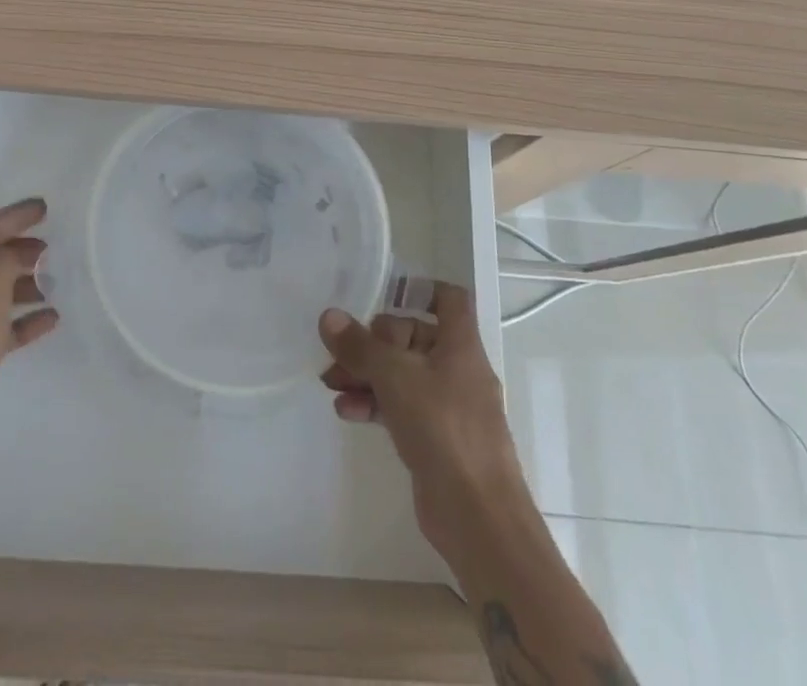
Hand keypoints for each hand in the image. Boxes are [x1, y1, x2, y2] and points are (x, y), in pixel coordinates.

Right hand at [319, 283, 529, 556]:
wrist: (478, 516)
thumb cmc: (443, 427)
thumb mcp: (394, 377)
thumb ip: (360, 346)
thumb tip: (329, 316)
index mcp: (460, 344)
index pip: (448, 299)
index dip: (419, 290)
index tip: (382, 295)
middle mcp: (457, 368)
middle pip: (413, 337)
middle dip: (373, 342)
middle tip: (339, 352)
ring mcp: (448, 406)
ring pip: (403, 375)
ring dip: (367, 374)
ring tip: (330, 383)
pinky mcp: (436, 439)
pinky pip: (401, 407)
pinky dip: (375, 404)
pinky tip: (346, 410)